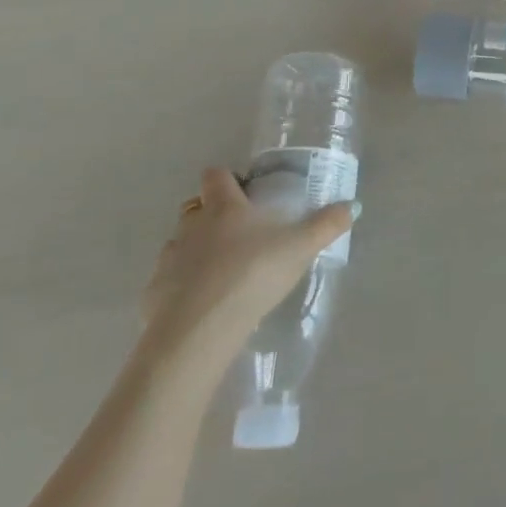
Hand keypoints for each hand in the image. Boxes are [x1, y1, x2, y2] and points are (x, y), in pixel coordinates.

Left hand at [139, 167, 351, 386]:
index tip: (244, 190)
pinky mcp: (153, 295)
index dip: (227, 178)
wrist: (199, 331)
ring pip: (179, 243)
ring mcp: (169, 259)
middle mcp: (192, 226)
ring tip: (220, 272)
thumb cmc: (252, 274)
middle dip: (210, 214)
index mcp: (224, 207)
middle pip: (194, 207)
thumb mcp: (301, 247)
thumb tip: (353, 205)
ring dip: (194, 250)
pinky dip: (180, 288)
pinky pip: (167, 282)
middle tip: (238, 232)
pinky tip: (201, 305)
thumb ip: (327, 225)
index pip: (217, 175)